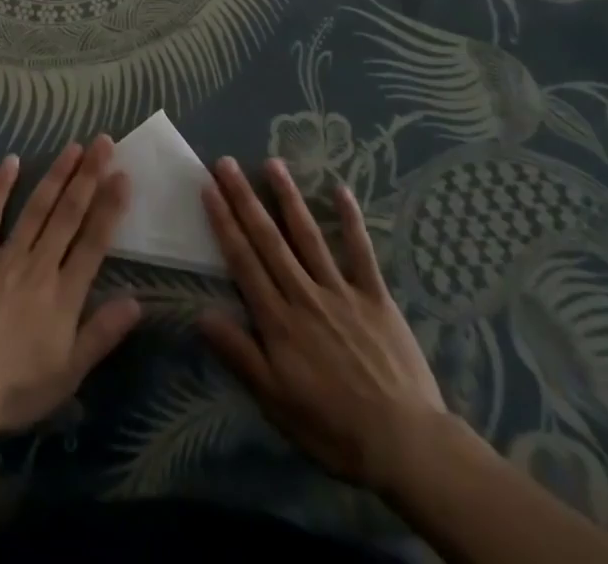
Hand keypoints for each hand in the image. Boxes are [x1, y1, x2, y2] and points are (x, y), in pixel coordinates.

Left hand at [0, 137, 141, 436]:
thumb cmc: (14, 388)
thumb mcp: (68, 373)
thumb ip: (102, 333)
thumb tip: (137, 300)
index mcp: (64, 294)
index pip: (94, 241)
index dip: (110, 206)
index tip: (123, 175)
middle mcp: (39, 265)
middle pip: (69, 214)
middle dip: (88, 176)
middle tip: (103, 142)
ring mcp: (5, 256)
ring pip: (37, 207)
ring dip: (57, 175)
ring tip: (74, 146)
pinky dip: (0, 187)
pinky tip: (12, 161)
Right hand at [199, 156, 451, 492]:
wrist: (405, 445)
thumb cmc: (333, 428)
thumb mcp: (276, 401)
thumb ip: (240, 354)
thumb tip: (202, 313)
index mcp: (279, 321)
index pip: (243, 261)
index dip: (224, 222)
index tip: (209, 188)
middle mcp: (304, 295)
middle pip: (269, 239)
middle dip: (245, 198)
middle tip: (226, 163)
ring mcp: (341, 291)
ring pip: (308, 236)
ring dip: (288, 198)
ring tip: (272, 163)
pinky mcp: (375, 296)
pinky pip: (361, 252)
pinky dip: (351, 220)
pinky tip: (341, 189)